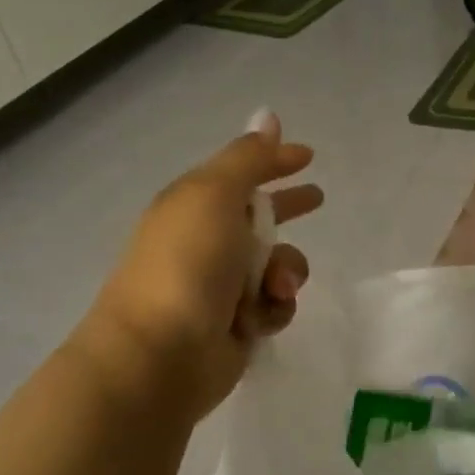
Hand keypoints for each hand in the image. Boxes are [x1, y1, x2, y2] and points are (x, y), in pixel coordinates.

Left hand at [71, 113, 321, 419]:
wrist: (157, 357)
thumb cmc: (186, 265)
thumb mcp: (215, 195)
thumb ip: (248, 158)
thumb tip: (269, 116)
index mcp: (195, 205)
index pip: (242, 172)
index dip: (274, 161)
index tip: (307, 156)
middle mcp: (208, 241)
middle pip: (260, 216)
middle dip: (288, 208)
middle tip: (317, 199)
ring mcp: (221, 285)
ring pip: (277, 263)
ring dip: (287, 271)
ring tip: (276, 286)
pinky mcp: (236, 324)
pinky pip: (275, 303)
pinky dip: (274, 307)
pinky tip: (259, 319)